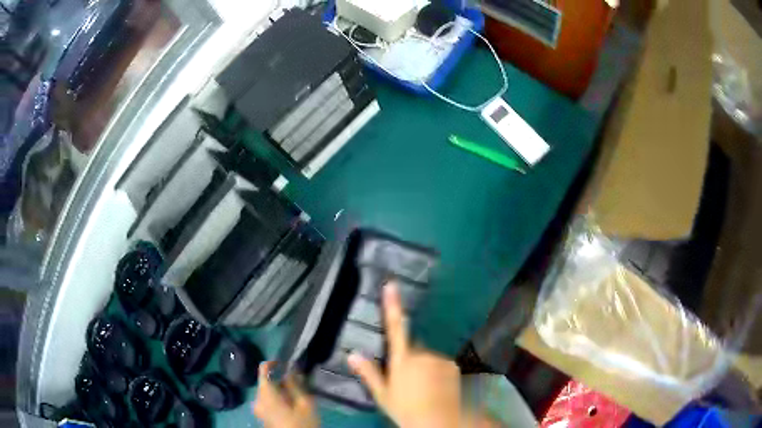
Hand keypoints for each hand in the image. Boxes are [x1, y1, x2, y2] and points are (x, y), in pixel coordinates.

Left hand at [253, 361, 318, 427]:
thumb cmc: (302, 424)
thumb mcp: (305, 404)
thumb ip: (296, 385)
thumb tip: (291, 370)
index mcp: (266, 394)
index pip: (263, 369)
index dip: (273, 363)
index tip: (286, 363)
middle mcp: (257, 399)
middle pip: (266, 382)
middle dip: (281, 380)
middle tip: (299, 384)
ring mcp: (258, 409)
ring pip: (267, 392)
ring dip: (280, 391)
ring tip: (297, 396)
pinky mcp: (262, 417)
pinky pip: (267, 401)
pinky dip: (277, 399)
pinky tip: (291, 406)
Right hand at [348, 283, 461, 427]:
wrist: (437, 421)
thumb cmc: (404, 408)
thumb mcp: (383, 394)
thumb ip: (368, 372)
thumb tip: (352, 354)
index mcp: (402, 359)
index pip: (396, 327)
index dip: (393, 305)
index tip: (392, 284)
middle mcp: (422, 354)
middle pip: (413, 348)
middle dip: (409, 358)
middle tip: (406, 381)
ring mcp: (439, 358)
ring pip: (427, 357)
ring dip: (424, 366)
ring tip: (421, 388)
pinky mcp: (452, 365)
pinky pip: (440, 363)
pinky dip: (436, 371)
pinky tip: (434, 387)